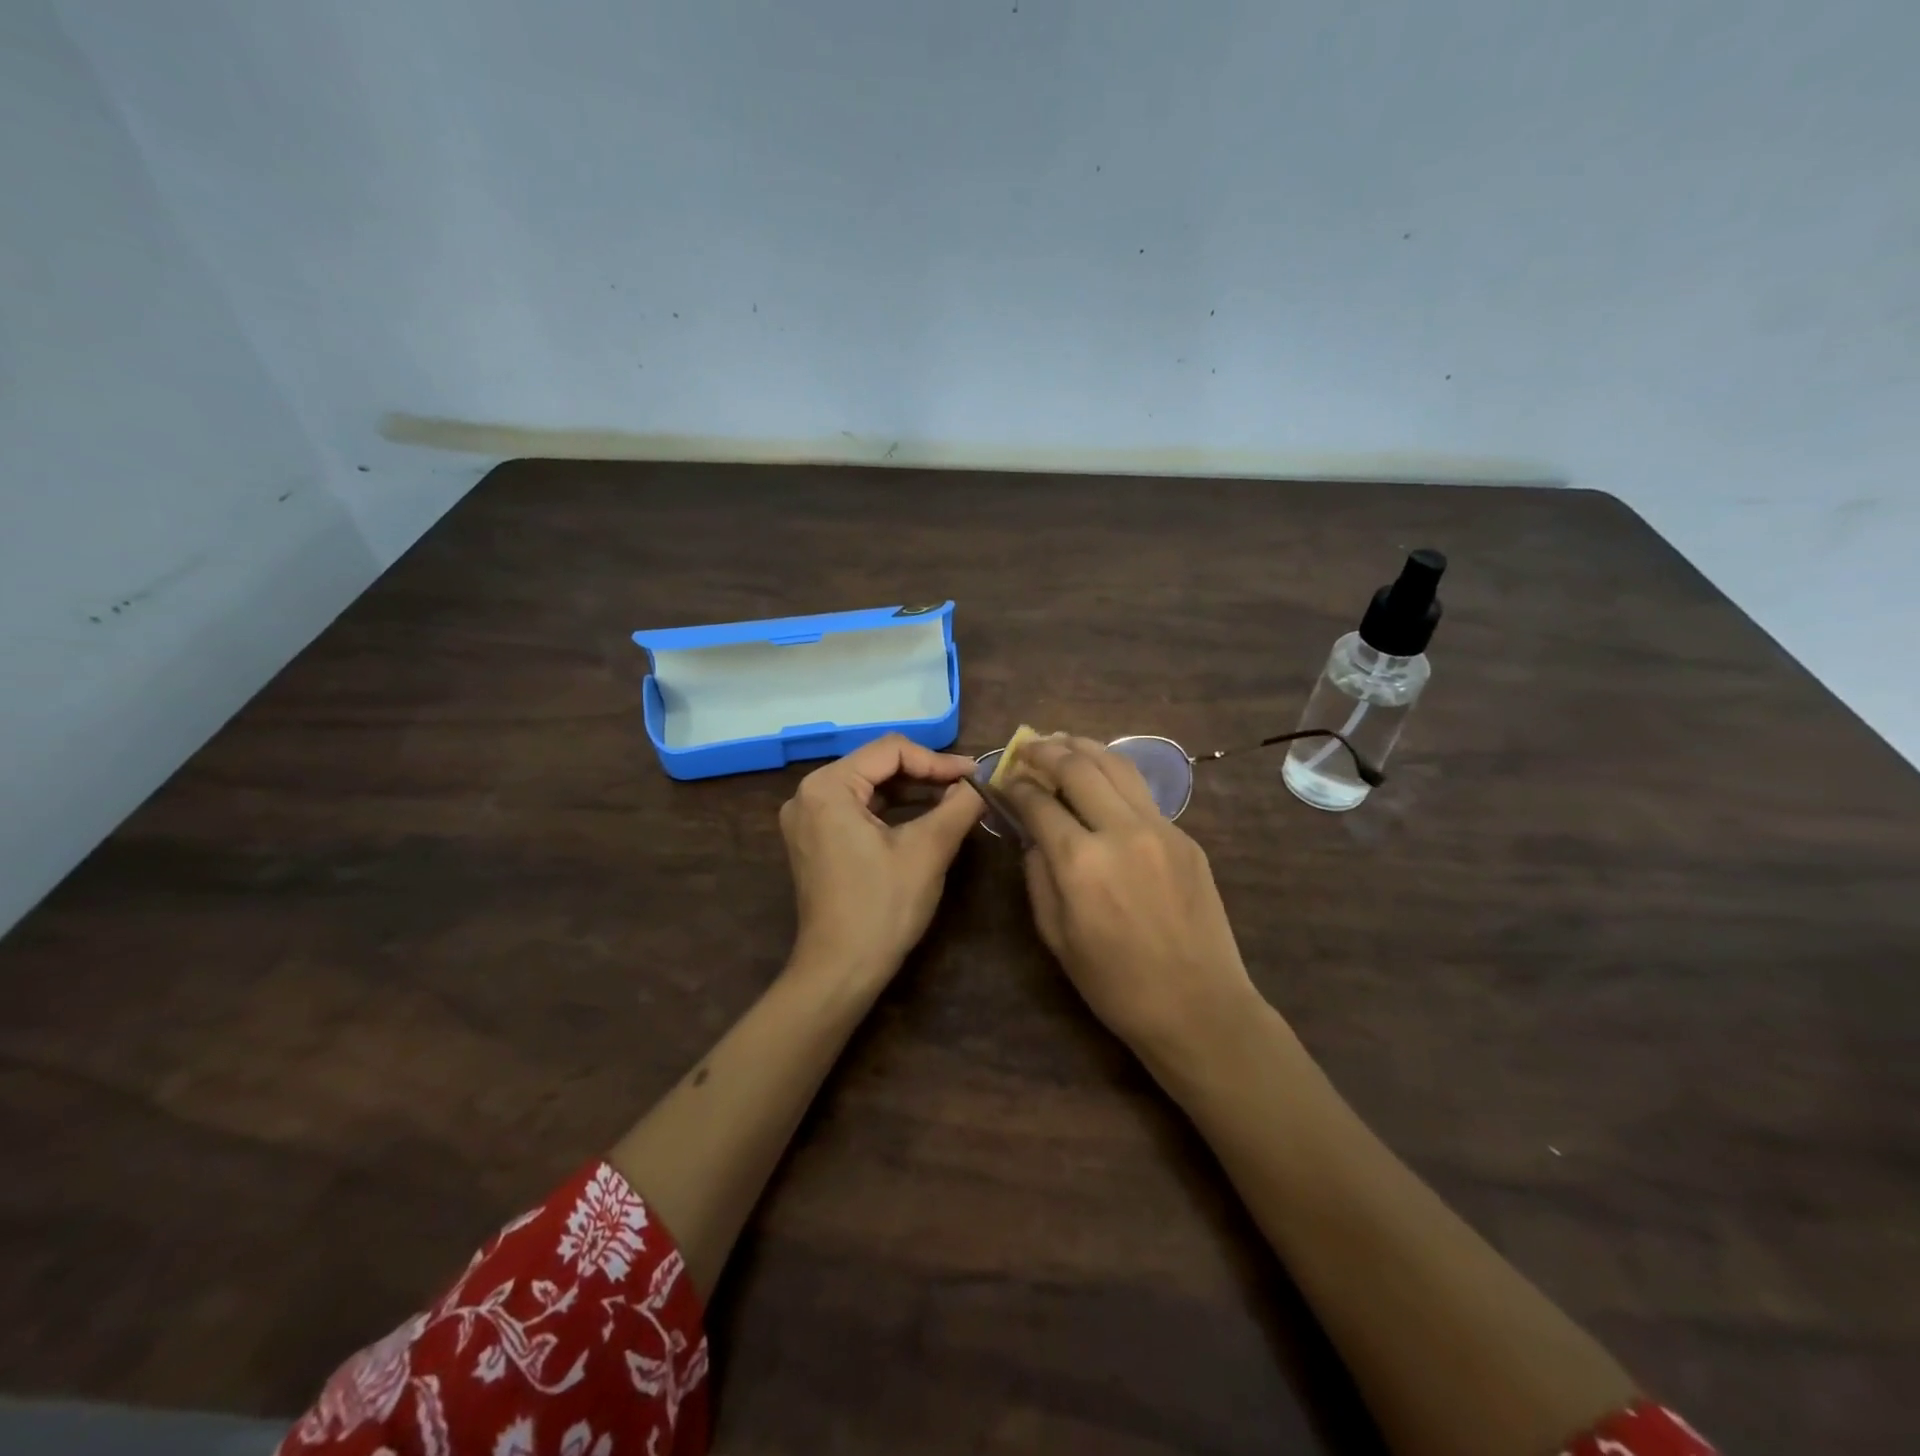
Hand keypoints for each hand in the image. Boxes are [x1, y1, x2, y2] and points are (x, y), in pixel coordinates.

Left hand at [778, 734, 982, 985]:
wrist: (840, 971)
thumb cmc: (883, 907)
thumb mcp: (928, 850)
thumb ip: (958, 806)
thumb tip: (981, 782)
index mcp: (827, 787)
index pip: (891, 750)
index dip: (937, 760)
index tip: (974, 775)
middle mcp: (808, 794)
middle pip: (877, 764)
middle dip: (925, 773)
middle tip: (968, 786)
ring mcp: (807, 818)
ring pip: (869, 786)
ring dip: (912, 790)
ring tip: (954, 799)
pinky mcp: (814, 839)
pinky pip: (858, 809)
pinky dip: (892, 810)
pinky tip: (924, 817)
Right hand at [1004, 736, 1263, 1064]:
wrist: (1198, 1006)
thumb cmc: (1115, 984)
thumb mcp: (1056, 936)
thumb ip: (1038, 874)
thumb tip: (1032, 834)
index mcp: (1080, 862)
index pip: (1038, 802)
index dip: (1015, 786)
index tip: (1004, 780)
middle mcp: (1120, 831)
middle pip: (1078, 766)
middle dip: (1047, 750)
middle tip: (1029, 747)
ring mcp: (1159, 828)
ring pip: (1116, 765)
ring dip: (1084, 747)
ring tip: (1063, 741)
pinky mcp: (1185, 836)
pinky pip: (1142, 793)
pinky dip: (1114, 775)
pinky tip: (1102, 780)